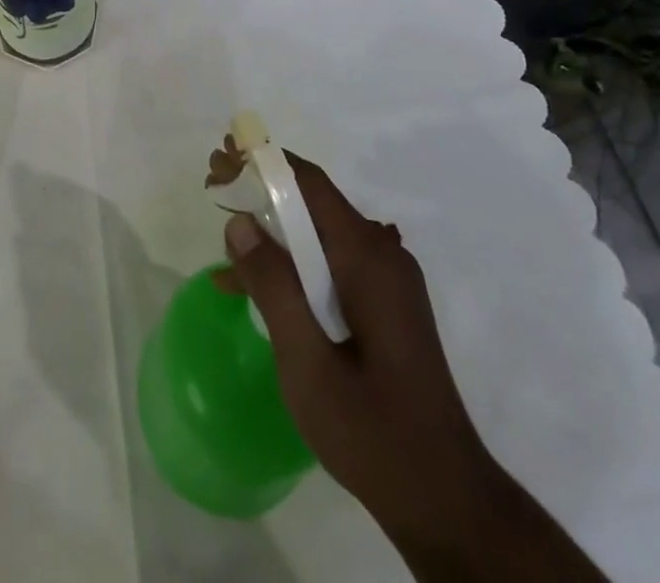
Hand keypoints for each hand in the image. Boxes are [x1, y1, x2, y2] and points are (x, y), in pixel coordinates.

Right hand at [215, 151, 500, 536]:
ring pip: (318, 237)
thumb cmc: (371, 431)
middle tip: (213, 186)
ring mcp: (386, 282)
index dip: (262, 163)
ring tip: (225, 239)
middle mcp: (381, 256)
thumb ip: (272, 286)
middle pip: (313, 204)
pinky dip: (292, 268)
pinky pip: (330, 267)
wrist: (446, 501)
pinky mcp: (384, 306)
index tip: (221, 158)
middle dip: (260, 191)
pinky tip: (253, 290)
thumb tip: (239, 223)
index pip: (309, 184)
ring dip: (272, 231)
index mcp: (367, 258)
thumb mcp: (306, 361)